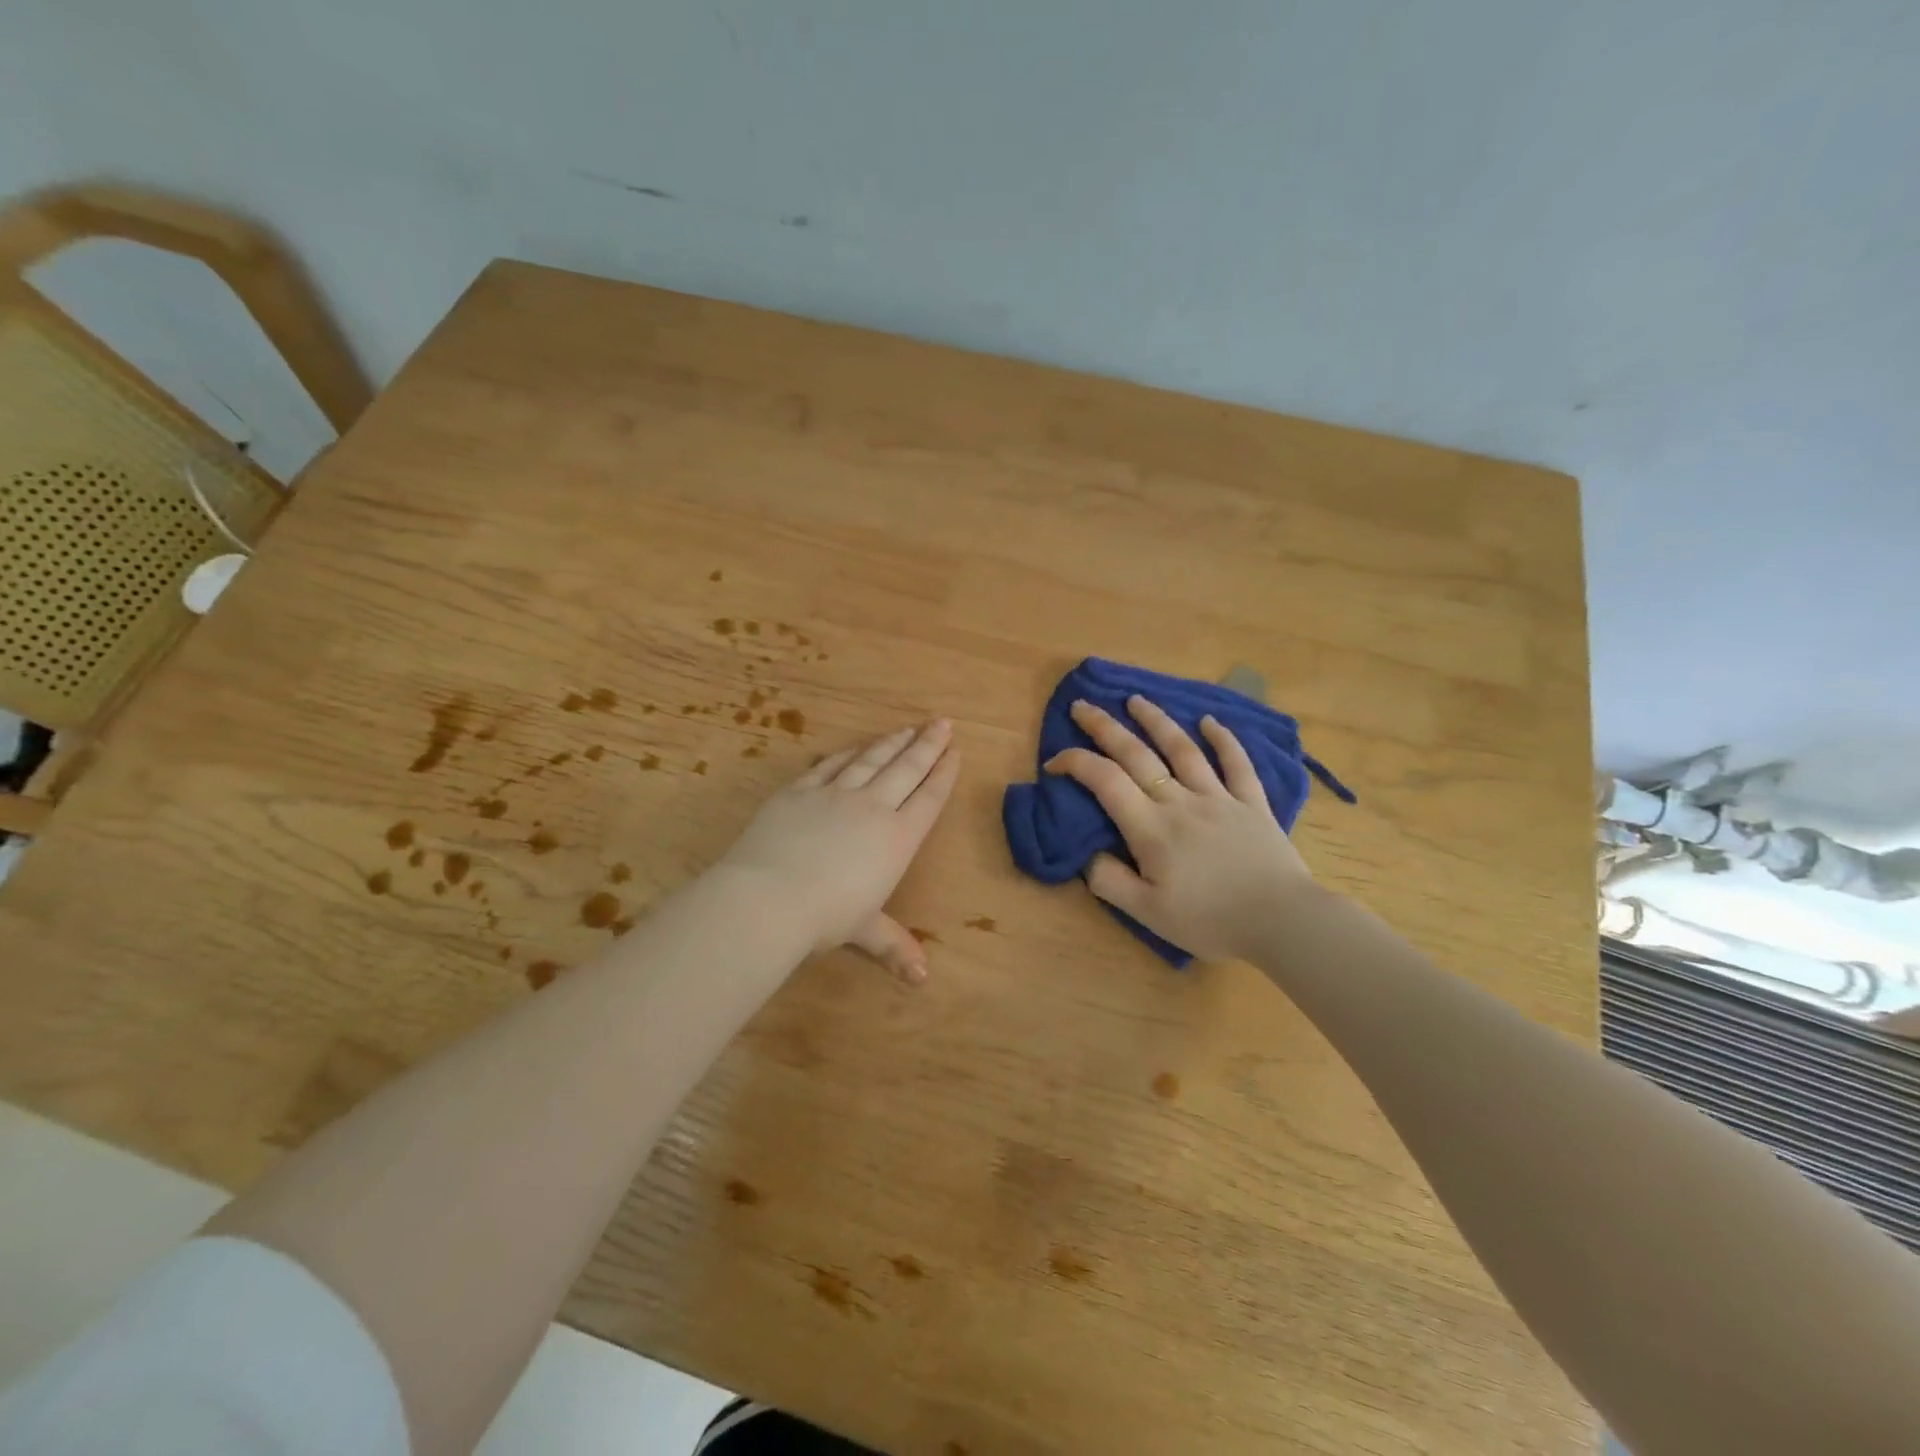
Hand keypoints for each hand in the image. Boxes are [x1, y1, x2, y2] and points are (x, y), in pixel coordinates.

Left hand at [718, 720, 960, 982]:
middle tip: (942, 723)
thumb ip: (893, 945)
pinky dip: (846, 754)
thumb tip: (921, 980)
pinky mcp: (800, 791)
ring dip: (891, 743)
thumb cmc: (825, 917)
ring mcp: (834, 794)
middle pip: (906, 769)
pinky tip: (854, 747)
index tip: (955, 752)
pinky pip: (829, 765)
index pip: (927, 799)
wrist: (768, 896)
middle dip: (927, 745)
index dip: (943, 774)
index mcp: (896, 839)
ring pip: (870, 760)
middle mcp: (872, 808)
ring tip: (908, 727)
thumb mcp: (863, 931)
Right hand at [1045, 695, 1314, 961]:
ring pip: (1182, 749)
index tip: (1054, 760)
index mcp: (1151, 828)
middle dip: (1104, 727)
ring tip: (1136, 700)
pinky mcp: (1252, 804)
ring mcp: (1219, 798)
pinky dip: (1224, 740)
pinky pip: (1237, 764)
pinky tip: (1211, 722)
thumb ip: (1110, 882)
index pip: (1104, 781)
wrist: (1282, 922)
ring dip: (1156, 721)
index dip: (1075, 763)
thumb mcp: (1148, 914)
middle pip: (1137, 754)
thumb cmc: (1210, 921)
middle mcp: (1180, 801)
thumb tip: (1086, 855)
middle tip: (1082, 705)